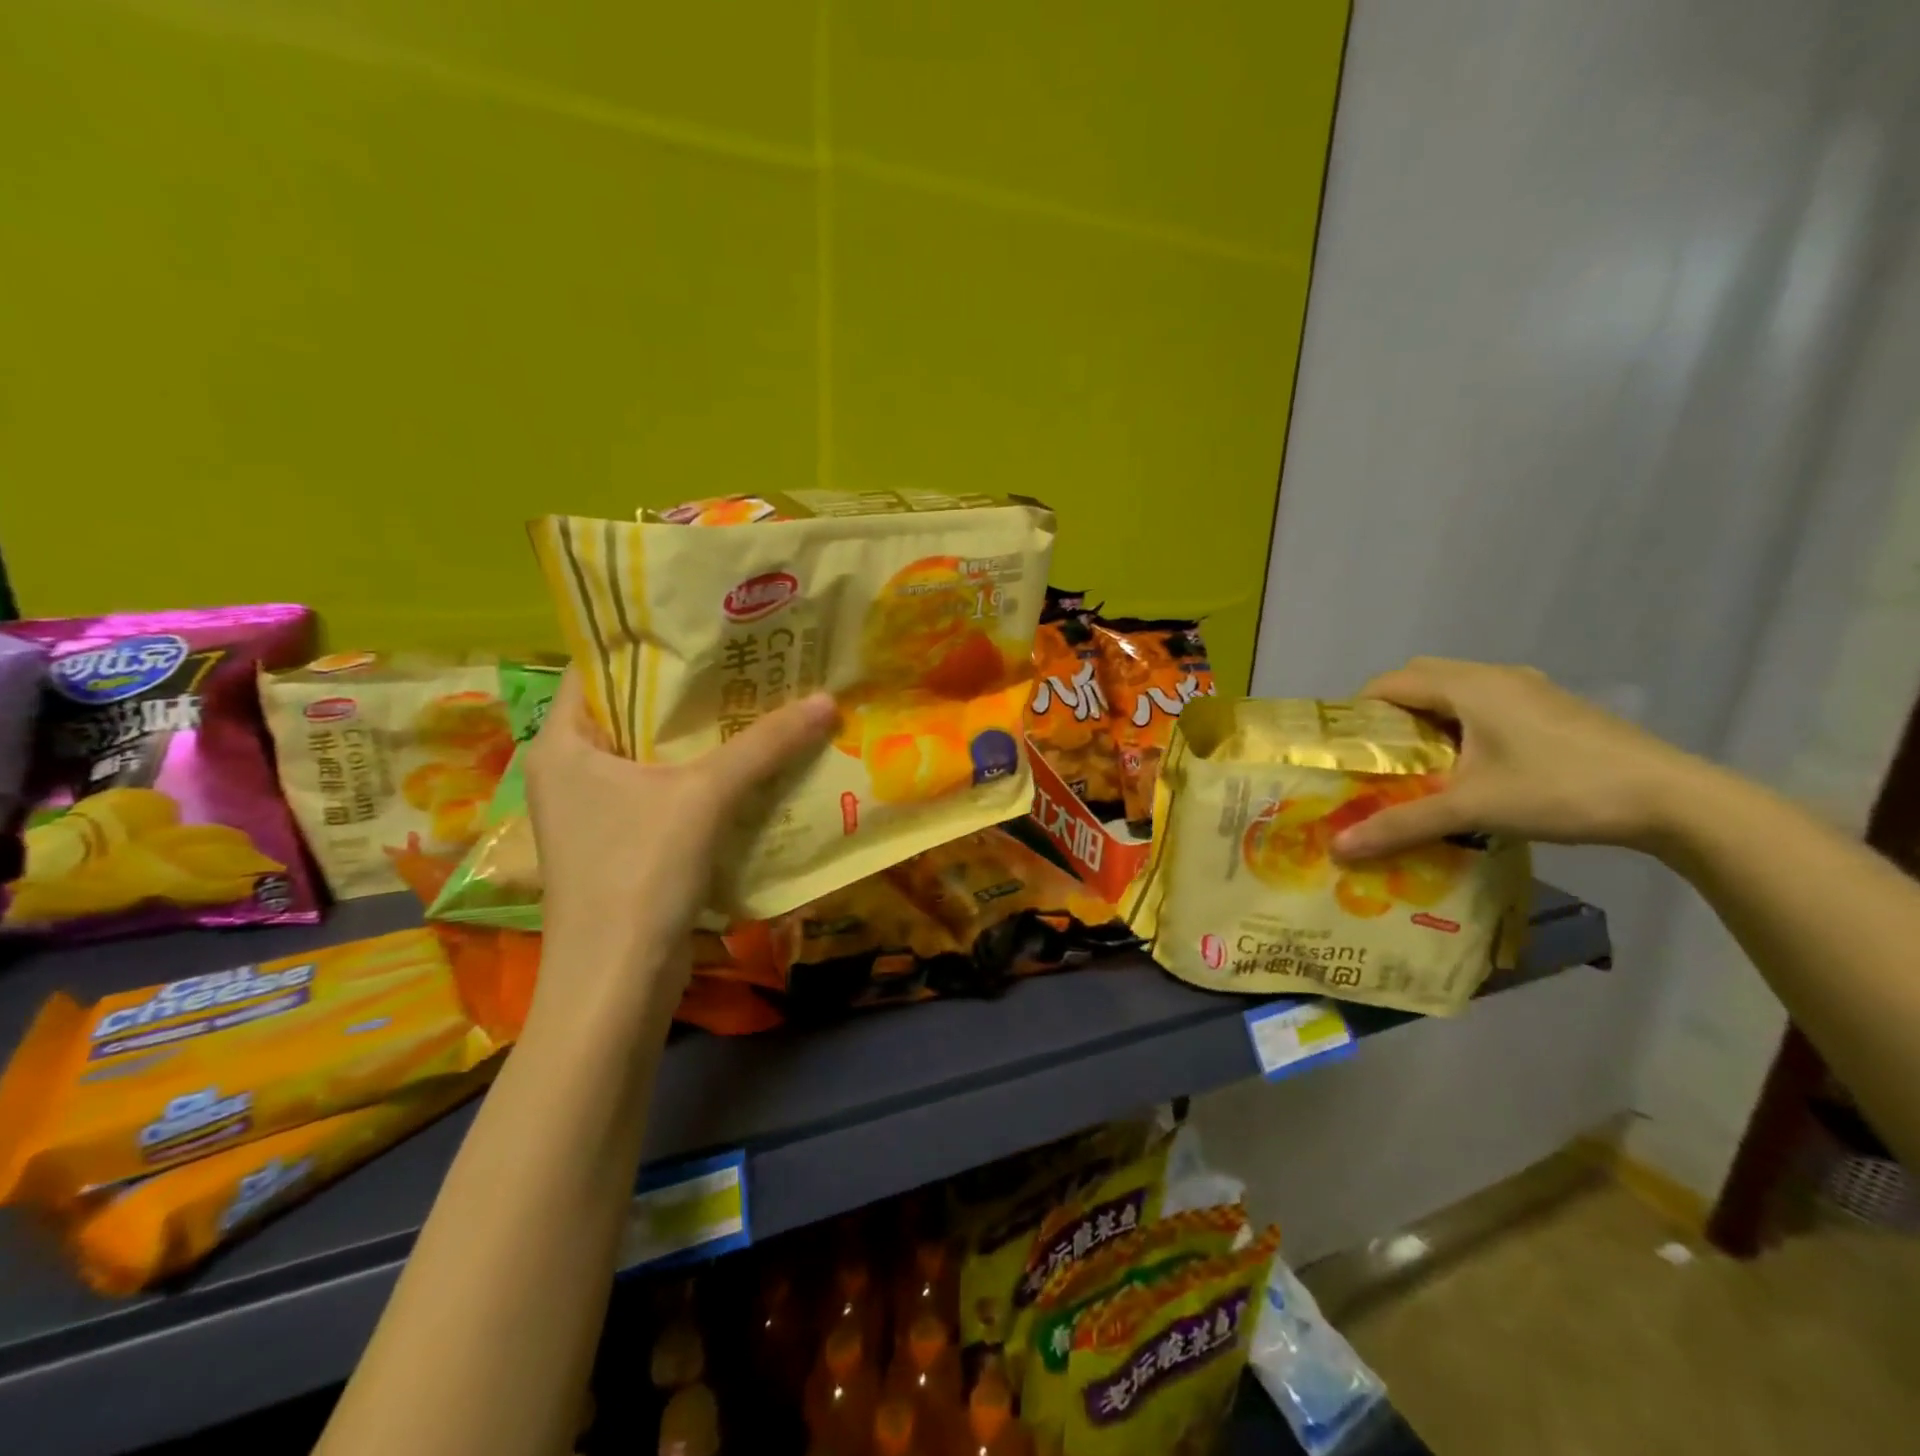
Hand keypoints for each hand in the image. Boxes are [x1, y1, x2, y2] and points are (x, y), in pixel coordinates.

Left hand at [523, 670, 836, 1003]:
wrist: (615, 984)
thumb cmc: (638, 873)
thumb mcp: (704, 797)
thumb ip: (764, 745)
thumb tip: (827, 699)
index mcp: (562, 742)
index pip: (598, 667)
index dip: (650, 641)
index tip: (707, 624)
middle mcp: (570, 769)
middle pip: (633, 709)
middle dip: (691, 689)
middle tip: (750, 659)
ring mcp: (594, 810)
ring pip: (654, 753)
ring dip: (703, 735)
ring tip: (761, 699)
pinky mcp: (622, 842)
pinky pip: (665, 790)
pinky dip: (703, 775)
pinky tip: (753, 763)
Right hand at [1330, 658, 1703, 860]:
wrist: (1674, 800)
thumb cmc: (1561, 790)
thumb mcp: (1472, 810)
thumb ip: (1401, 825)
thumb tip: (1337, 848)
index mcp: (1469, 686)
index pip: (1390, 682)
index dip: (1358, 710)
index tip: (1344, 747)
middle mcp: (1496, 677)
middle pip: (1421, 678)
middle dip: (1390, 711)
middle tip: (1377, 756)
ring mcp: (1530, 689)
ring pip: (1457, 689)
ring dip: (1428, 716)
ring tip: (1417, 763)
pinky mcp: (1554, 708)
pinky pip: (1487, 702)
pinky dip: (1462, 722)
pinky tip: (1470, 764)